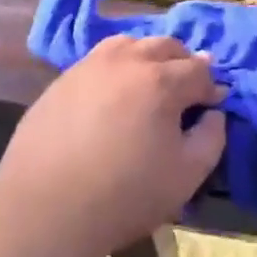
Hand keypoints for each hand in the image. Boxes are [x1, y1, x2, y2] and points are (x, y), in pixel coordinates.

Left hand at [0, 35, 227, 256]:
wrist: (43, 212)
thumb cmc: (124, 196)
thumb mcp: (186, 175)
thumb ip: (211, 137)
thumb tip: (213, 113)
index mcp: (161, 81)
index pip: (199, 70)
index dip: (211, 87)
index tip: (212, 106)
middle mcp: (127, 61)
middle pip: (166, 46)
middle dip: (183, 64)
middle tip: (185, 92)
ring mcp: (89, 67)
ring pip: (129, 44)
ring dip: (148, 57)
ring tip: (148, 84)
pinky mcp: (61, 81)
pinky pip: (98, 61)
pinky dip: (115, 68)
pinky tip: (111, 95)